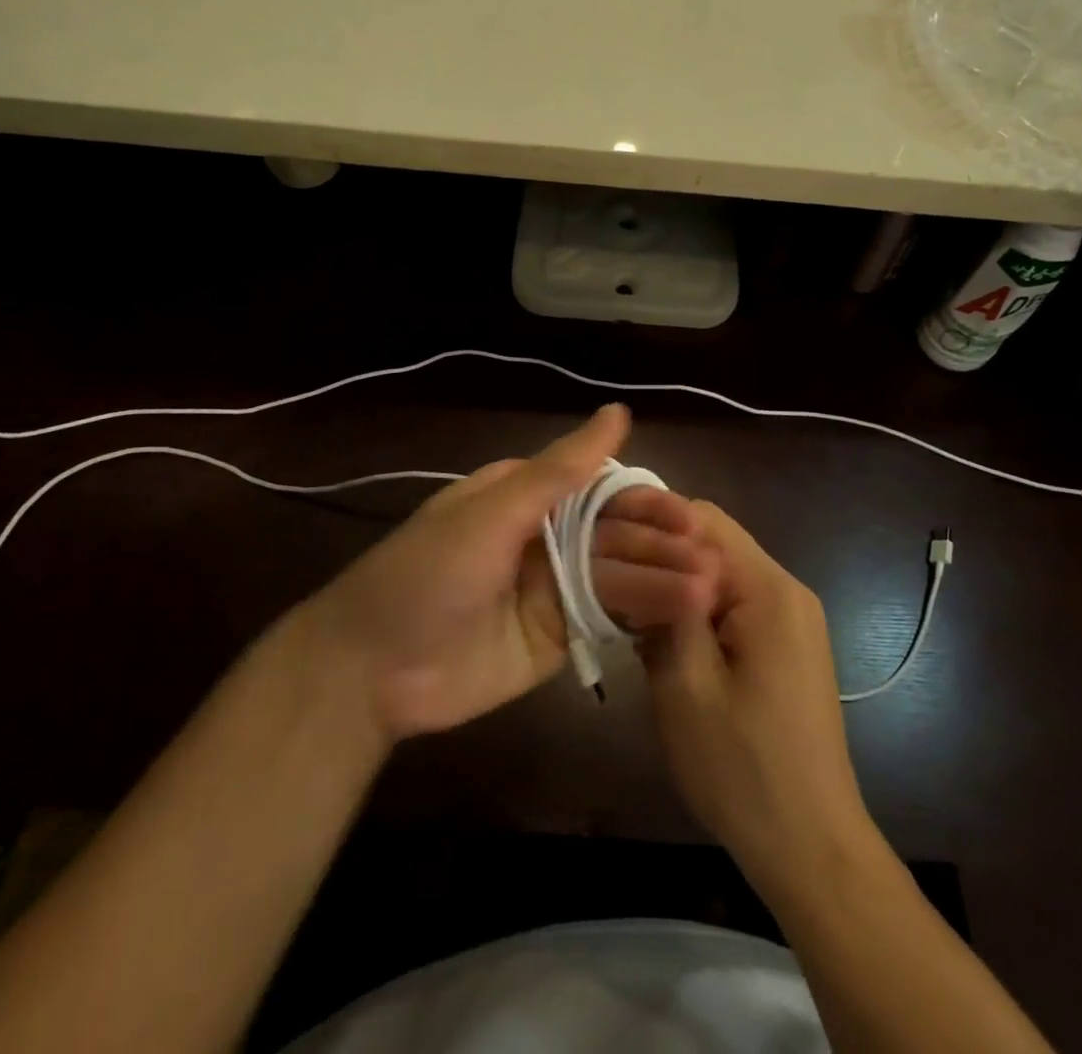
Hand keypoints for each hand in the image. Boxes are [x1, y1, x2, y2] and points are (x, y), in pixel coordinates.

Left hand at [313, 405, 717, 741]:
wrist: (372, 670)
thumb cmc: (428, 573)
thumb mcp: (492, 513)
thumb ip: (559, 470)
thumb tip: (618, 412)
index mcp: (526, 496)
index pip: (599, 488)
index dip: (643, 501)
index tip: (686, 516)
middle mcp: (545, 536)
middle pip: (615, 535)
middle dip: (659, 546)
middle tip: (709, 562)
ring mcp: (553, 588)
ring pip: (618, 577)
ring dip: (661, 582)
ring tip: (706, 592)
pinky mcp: (558, 636)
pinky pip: (608, 619)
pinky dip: (643, 617)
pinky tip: (681, 617)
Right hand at [640, 501, 872, 894]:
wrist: (811, 845)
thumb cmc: (743, 768)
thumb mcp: (686, 685)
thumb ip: (664, 608)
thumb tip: (642, 558)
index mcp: (769, 589)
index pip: (703, 519)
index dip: (650, 522)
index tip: (604, 542)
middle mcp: (787, 590)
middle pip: (714, 542)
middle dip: (661, 553)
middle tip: (610, 576)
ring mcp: (792, 618)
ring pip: (720, 573)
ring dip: (676, 582)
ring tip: (629, 605)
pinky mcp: (787, 644)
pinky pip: (734, 602)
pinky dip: (697, 607)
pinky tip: (664, 634)